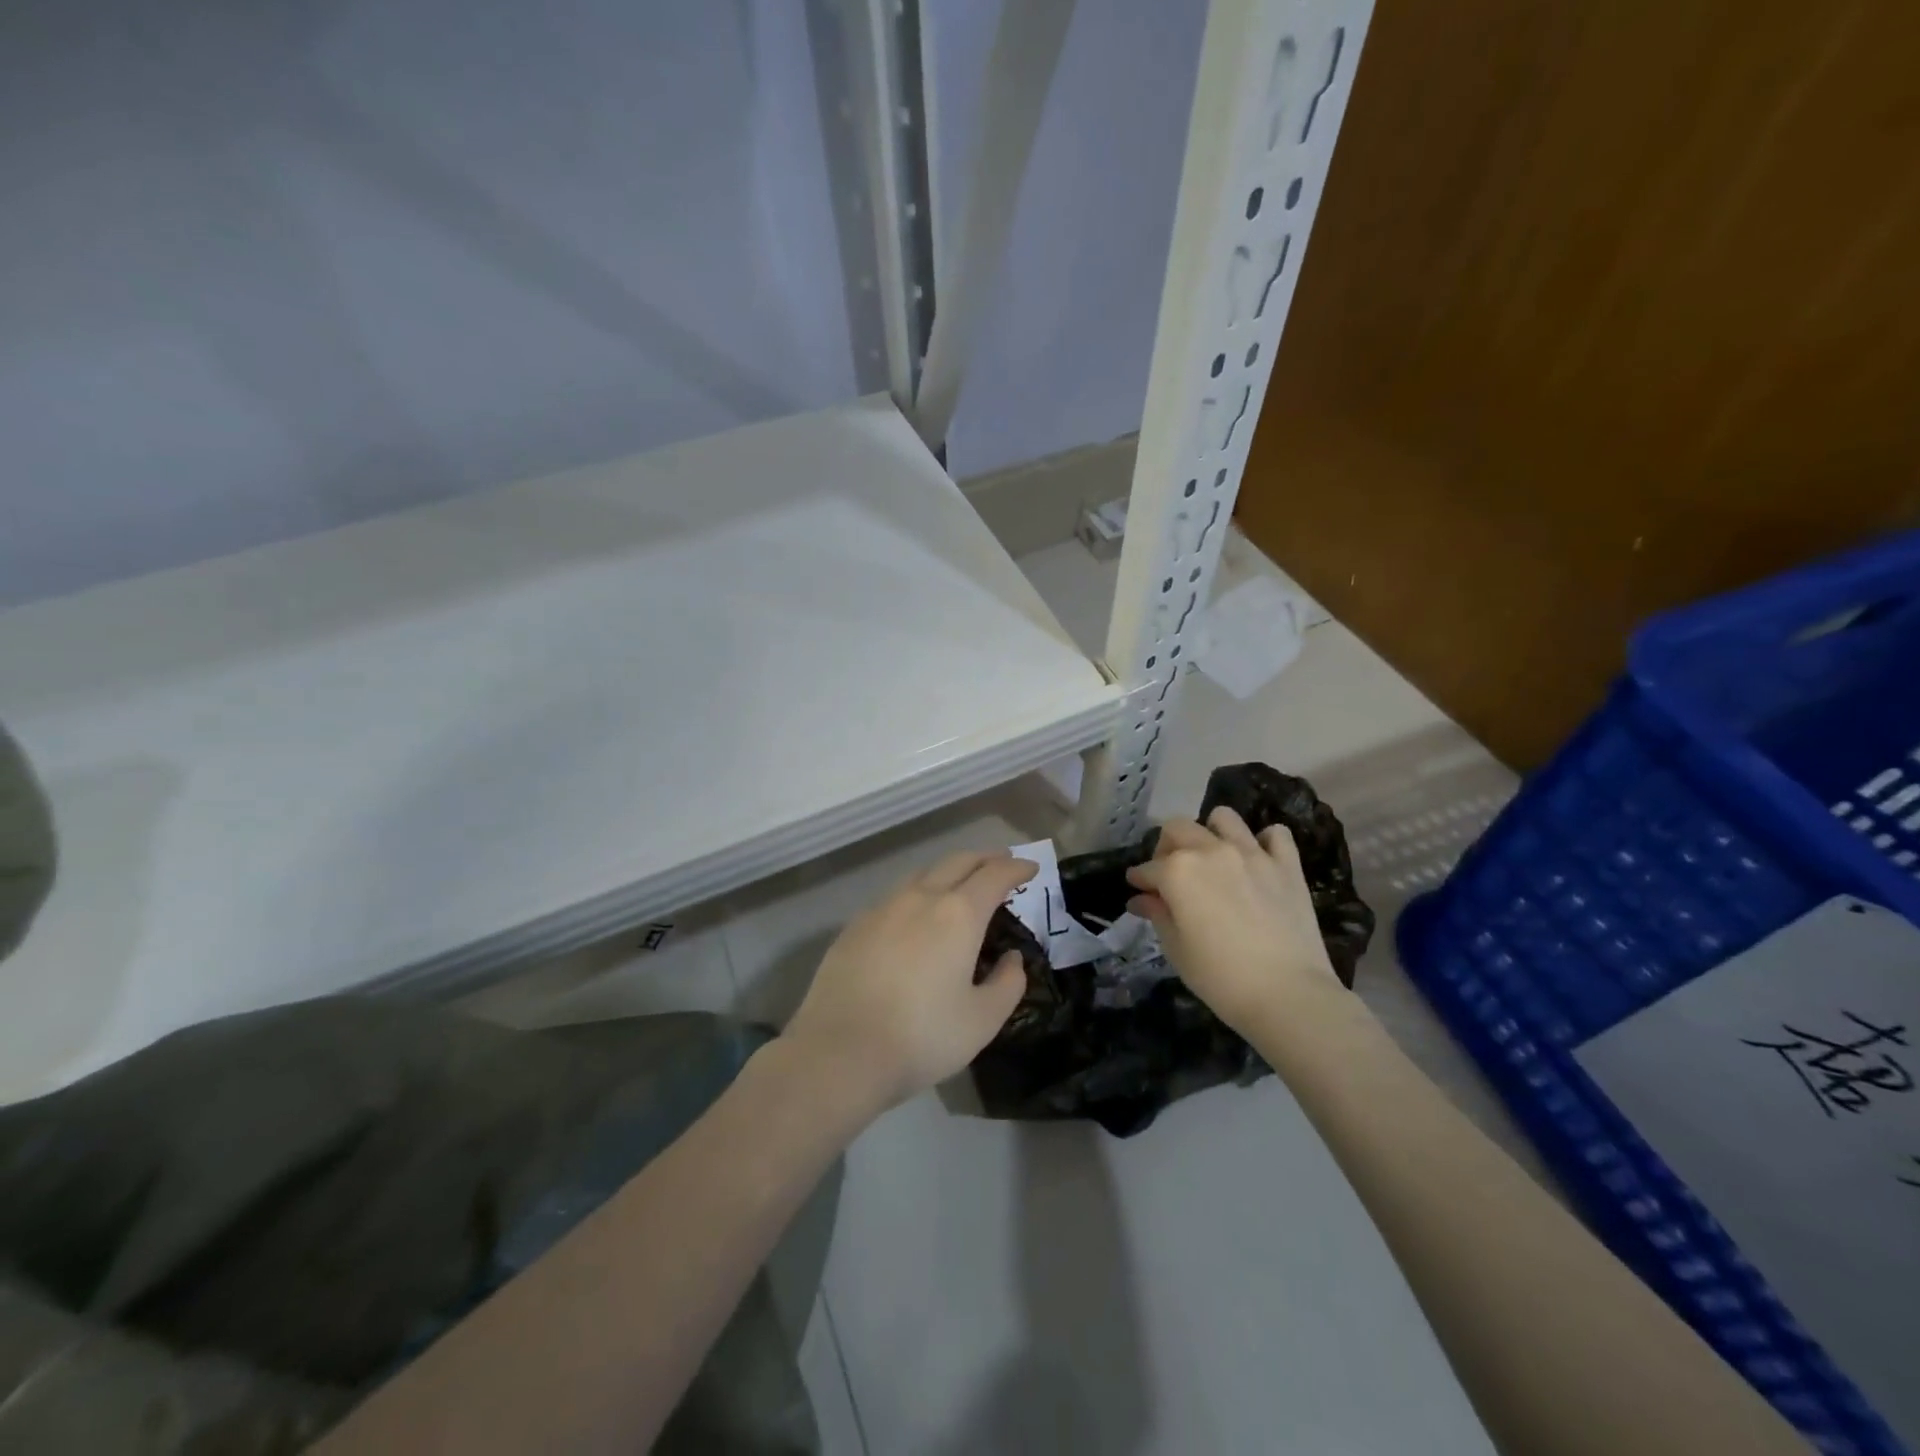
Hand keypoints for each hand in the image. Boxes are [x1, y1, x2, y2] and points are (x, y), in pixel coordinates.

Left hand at [782, 850, 1035, 1112]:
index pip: (994, 875)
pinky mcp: (854, 925)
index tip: (1031, 868)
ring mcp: (883, 908)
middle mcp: (920, 898)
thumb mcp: (982, 1020)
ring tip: (961, 883)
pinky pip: (895, 896)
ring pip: (923, 873)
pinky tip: (916, 914)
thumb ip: (1007, 984)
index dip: (1016, 867)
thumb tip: (1012, 959)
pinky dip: (918, 892)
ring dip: (949, 871)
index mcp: (958, 914)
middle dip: (985, 858)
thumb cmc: (922, 1037)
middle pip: (958, 862)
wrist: (839, 1052)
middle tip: (1002, 863)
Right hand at [1125, 807, 1339, 1032]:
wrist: (1288, 995)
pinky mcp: (1287, 865)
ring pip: (1224, 818)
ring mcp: (1252, 853)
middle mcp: (1211, 850)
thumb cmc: (1220, 977)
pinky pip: (1275, 834)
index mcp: (1178, 870)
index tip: (1138, 890)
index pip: (1148, 868)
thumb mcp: (1176, 948)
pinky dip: (1265, 842)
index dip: (1139, 880)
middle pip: (1178, 829)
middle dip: (1166, 847)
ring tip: (1213, 858)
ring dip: (1212, 832)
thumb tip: (1142, 898)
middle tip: (1171, 875)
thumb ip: (1158, 914)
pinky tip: (1258, 862)